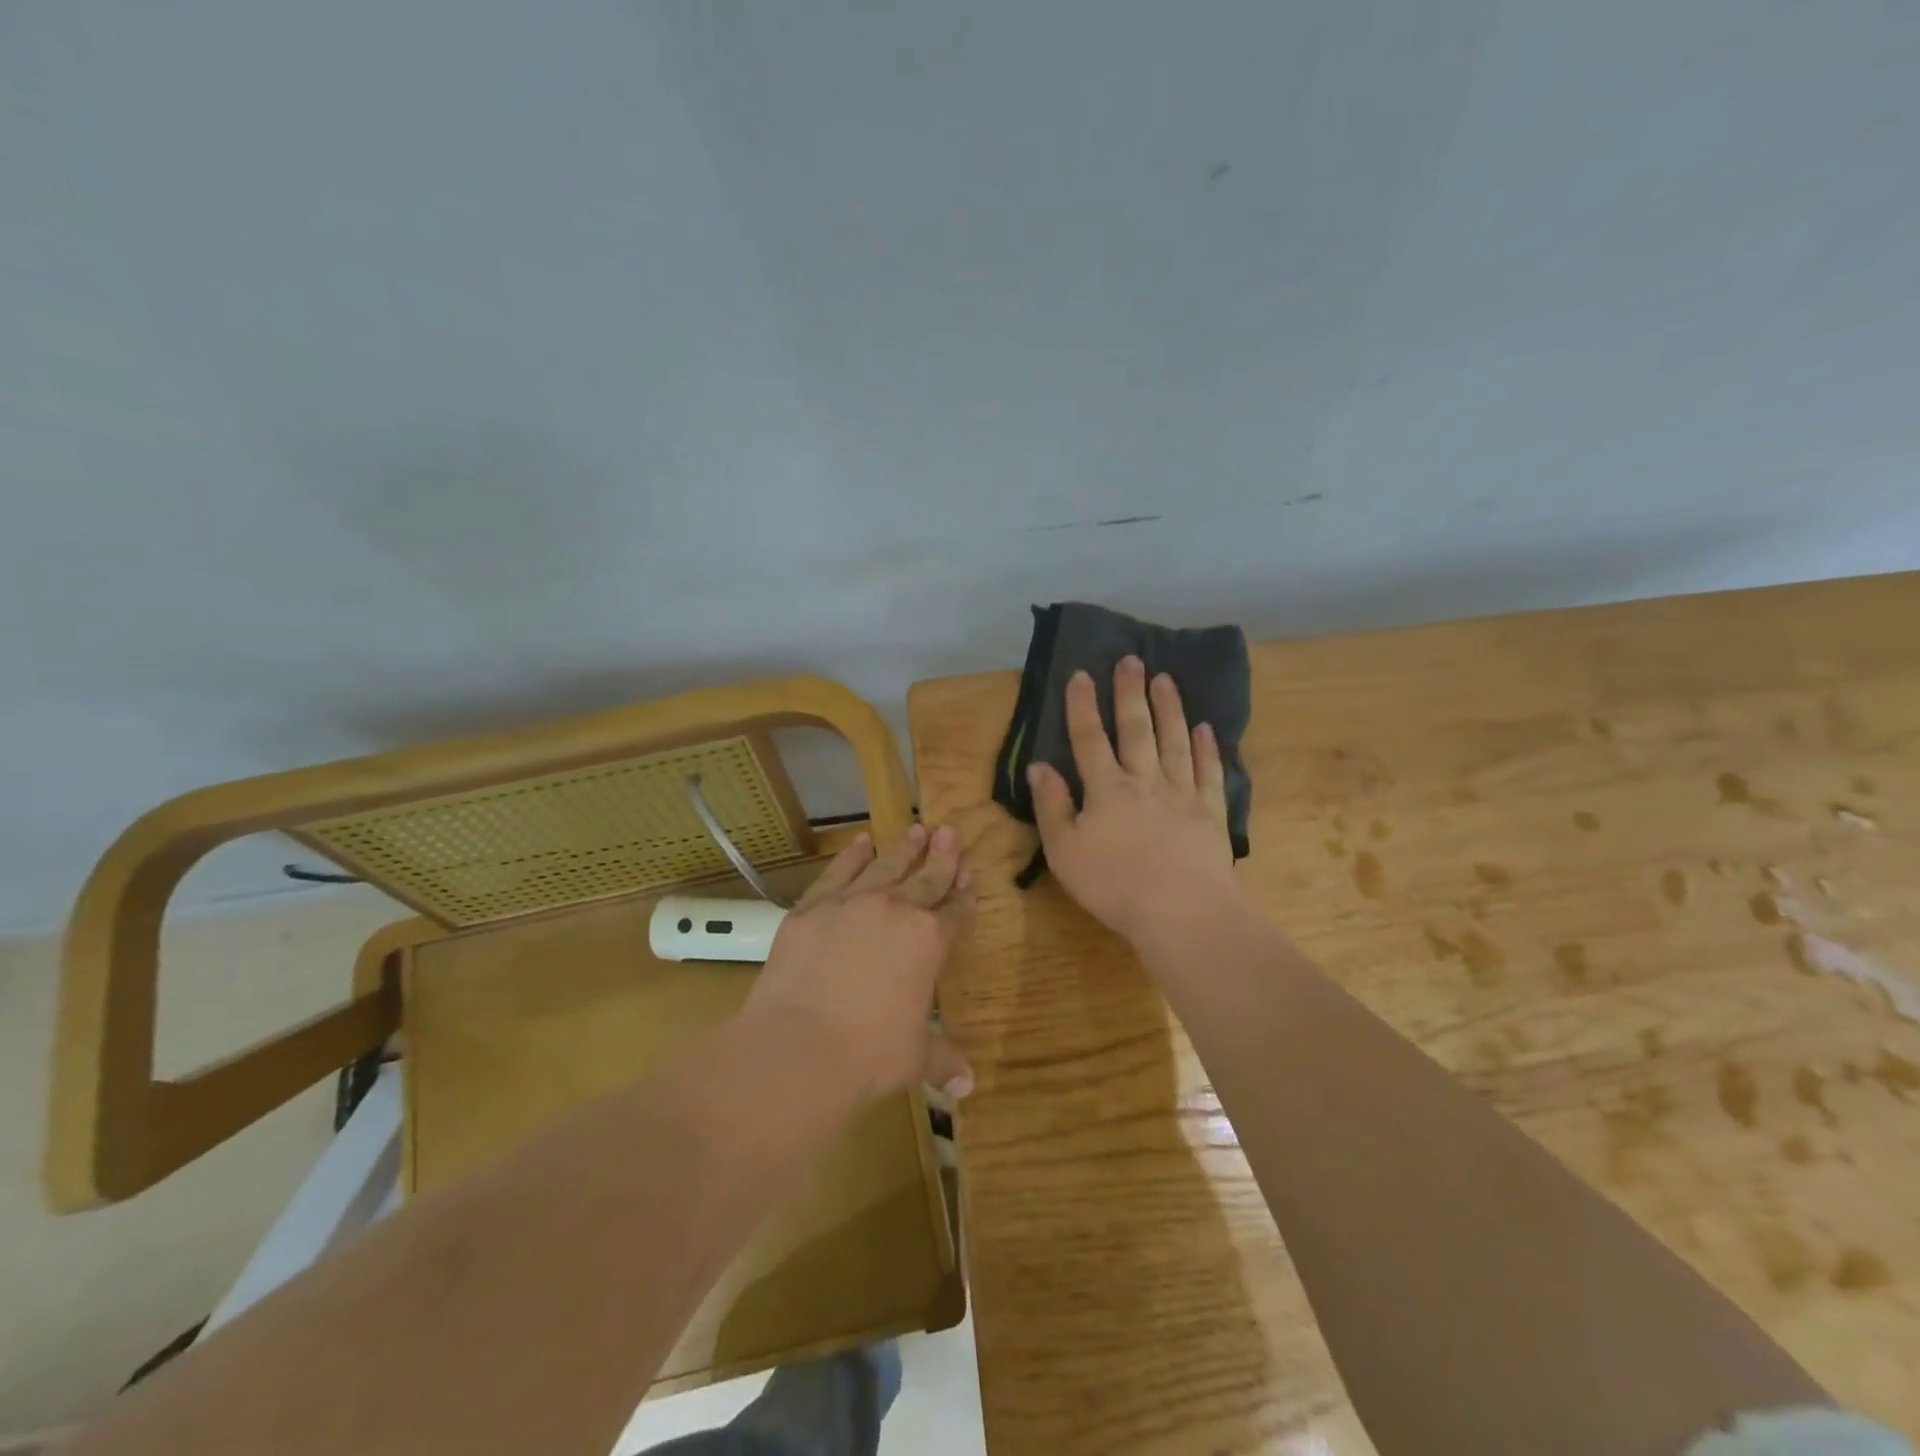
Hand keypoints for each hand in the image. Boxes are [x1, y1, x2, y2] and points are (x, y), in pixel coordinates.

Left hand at [743, 823, 973, 1101]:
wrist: (799, 1046)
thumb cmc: (869, 1055)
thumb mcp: (914, 1058)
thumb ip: (943, 1059)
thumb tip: (968, 1086)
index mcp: (930, 942)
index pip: (956, 912)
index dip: (965, 894)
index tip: (970, 874)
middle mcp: (896, 911)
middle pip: (926, 878)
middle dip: (942, 855)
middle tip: (950, 831)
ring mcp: (852, 903)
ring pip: (886, 865)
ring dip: (904, 848)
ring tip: (916, 828)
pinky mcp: (812, 906)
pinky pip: (838, 872)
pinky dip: (852, 855)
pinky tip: (861, 842)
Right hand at [1029, 657, 1240, 947]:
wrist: (1181, 911)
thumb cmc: (1113, 884)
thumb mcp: (1065, 851)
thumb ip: (1052, 806)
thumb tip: (1039, 766)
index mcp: (1106, 789)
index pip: (1089, 738)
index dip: (1083, 706)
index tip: (1081, 674)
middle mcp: (1144, 781)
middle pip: (1136, 730)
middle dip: (1130, 693)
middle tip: (1131, 660)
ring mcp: (1181, 794)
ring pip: (1174, 741)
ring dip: (1169, 709)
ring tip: (1166, 679)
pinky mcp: (1210, 812)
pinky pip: (1208, 772)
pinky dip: (1207, 748)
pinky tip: (1205, 728)